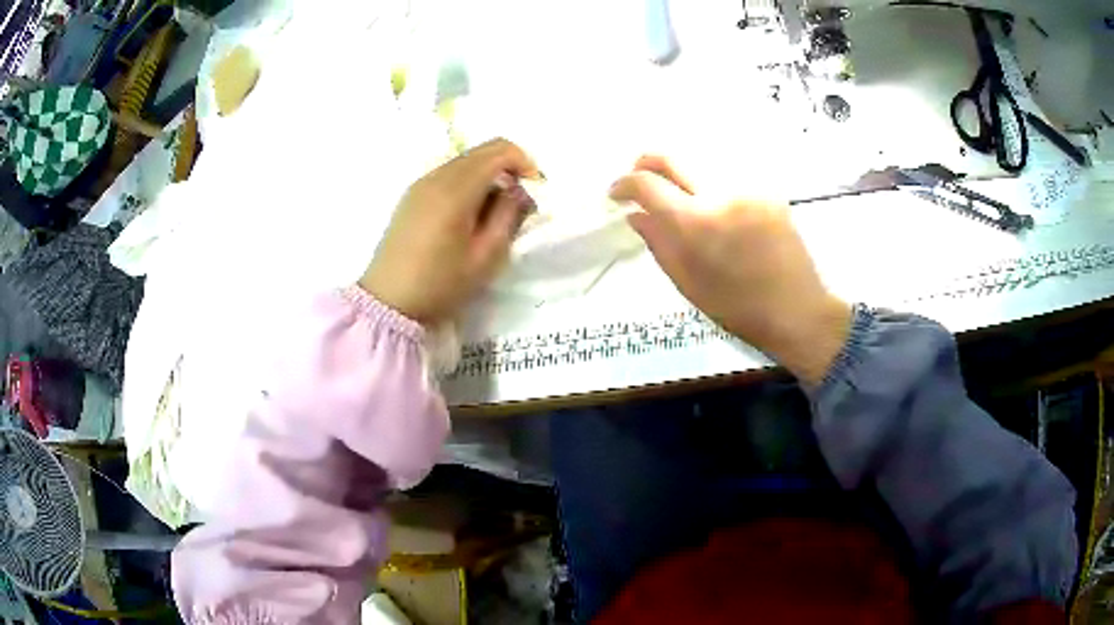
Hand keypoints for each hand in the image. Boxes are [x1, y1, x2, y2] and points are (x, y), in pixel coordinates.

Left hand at [360, 139, 538, 324]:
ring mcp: (420, 184)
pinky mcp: (411, 195)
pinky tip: (470, 213)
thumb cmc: (440, 285)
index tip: (535, 189)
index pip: (499, 151)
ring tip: (495, 210)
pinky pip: (448, 173)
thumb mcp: (486, 257)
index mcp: (455, 190)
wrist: (389, 303)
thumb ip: (508, 216)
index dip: (524, 162)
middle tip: (520, 201)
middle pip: (481, 151)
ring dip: (488, 174)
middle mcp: (436, 177)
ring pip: (464, 161)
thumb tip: (517, 191)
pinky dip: (468, 181)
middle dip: (508, 167)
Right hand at [610, 156, 851, 384]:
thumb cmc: (738, 308)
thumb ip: (658, 243)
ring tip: (677, 197)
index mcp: (696, 223)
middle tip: (639, 181)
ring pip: (700, 164)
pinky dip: (711, 186)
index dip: (624, 184)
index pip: (647, 184)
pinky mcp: (767, 192)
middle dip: (646, 164)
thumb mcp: (688, 283)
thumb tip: (636, 215)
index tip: (617, 194)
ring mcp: (748, 188)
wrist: (797, 310)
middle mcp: (720, 193)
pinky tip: (715, 208)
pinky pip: (729, 178)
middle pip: (672, 157)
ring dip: (681, 176)